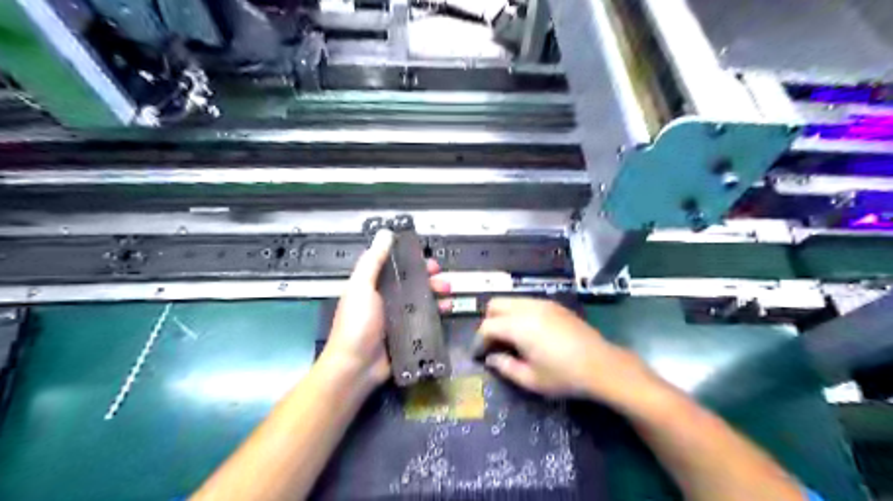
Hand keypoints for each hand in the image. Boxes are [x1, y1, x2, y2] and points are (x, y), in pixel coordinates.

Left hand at [321, 231, 450, 389]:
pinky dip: (438, 314)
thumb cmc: (357, 324)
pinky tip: (447, 311)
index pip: (397, 267)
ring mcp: (399, 318)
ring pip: (423, 301)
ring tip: (449, 296)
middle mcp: (387, 300)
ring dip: (438, 295)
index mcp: (374, 286)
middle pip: (414, 284)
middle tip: (444, 281)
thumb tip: (385, 233)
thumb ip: (373, 261)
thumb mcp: (361, 287)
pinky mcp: (408, 335)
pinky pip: (426, 320)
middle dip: (431, 279)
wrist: (356, 368)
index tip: (429, 261)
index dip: (414, 262)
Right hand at [479, 297, 658, 402]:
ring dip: (504, 316)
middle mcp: (528, 308)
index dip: (479, 341)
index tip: (480, 355)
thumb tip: (491, 358)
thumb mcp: (531, 380)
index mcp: (519, 326)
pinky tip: (529, 332)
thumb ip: (505, 367)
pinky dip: (519, 313)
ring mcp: (543, 303)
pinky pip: (527, 302)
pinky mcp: (555, 305)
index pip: (487, 326)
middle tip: (493, 343)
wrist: (602, 366)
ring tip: (510, 338)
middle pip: (495, 305)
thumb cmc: (564, 376)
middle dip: (489, 322)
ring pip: (511, 301)